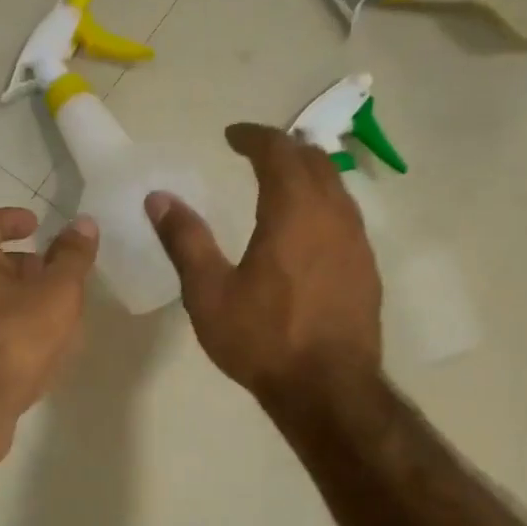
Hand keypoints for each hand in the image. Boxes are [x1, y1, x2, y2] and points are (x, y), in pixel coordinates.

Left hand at [0, 207, 98, 417]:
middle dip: (22, 263)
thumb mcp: (57, 292)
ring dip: (20, 298)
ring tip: (56, 312)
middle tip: (53, 271)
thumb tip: (82, 223)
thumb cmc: (15, 338)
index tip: (35, 224)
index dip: (9, 218)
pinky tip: (41, 349)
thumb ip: (72, 258)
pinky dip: (15, 329)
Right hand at [146, 123, 380, 402]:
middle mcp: (333, 215)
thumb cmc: (263, 339)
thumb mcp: (209, 292)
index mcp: (293, 212)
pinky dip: (324, 204)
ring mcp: (357, 242)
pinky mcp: (367, 268)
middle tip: (257, 153)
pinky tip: (309, 230)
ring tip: (283, 183)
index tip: (232, 136)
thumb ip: (185, 240)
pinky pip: (347, 217)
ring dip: (308, 175)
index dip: (254, 137)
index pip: (278, 151)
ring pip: (337, 187)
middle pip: (314, 161)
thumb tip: (159, 198)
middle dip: (285, 149)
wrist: (328, 389)